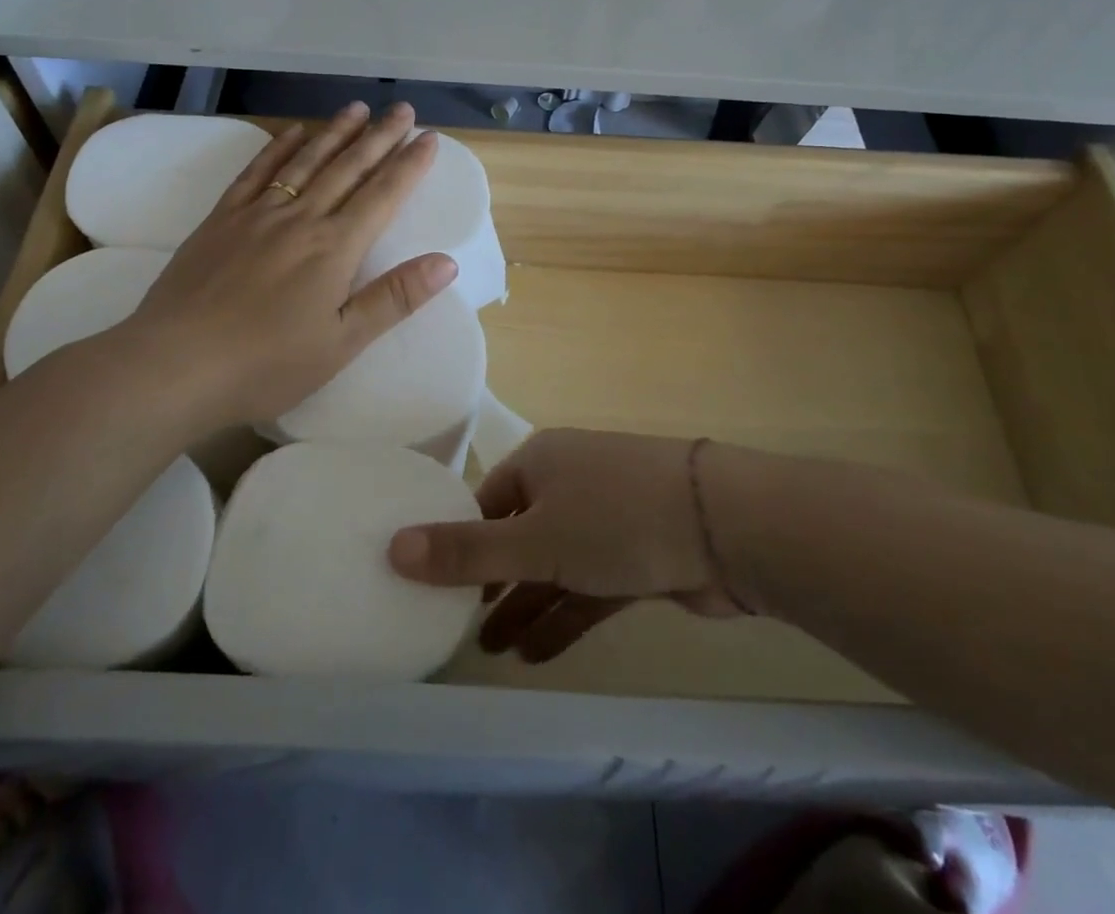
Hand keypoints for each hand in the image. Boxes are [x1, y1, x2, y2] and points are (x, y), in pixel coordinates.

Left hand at [87, 101, 455, 434]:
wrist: (174, 365)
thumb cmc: (267, 364)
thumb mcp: (342, 342)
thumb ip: (394, 298)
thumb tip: (447, 261)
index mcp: (335, 248)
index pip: (383, 195)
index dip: (409, 165)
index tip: (430, 137)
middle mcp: (301, 219)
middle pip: (348, 168)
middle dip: (379, 137)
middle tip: (403, 109)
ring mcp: (257, 214)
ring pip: (305, 162)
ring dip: (334, 132)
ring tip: (357, 108)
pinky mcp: (221, 220)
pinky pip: (256, 173)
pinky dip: (278, 148)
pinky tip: (292, 132)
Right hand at [388, 428, 745, 663]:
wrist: (723, 526)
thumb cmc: (614, 518)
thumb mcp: (534, 538)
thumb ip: (466, 551)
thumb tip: (391, 547)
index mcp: (541, 461)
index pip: (486, 501)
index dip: (460, 542)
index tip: (433, 586)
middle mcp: (570, 482)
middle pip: (519, 534)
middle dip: (492, 582)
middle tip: (459, 627)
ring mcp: (607, 518)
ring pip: (554, 565)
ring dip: (526, 604)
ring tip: (492, 650)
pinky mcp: (637, 555)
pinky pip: (588, 586)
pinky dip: (564, 615)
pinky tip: (536, 653)